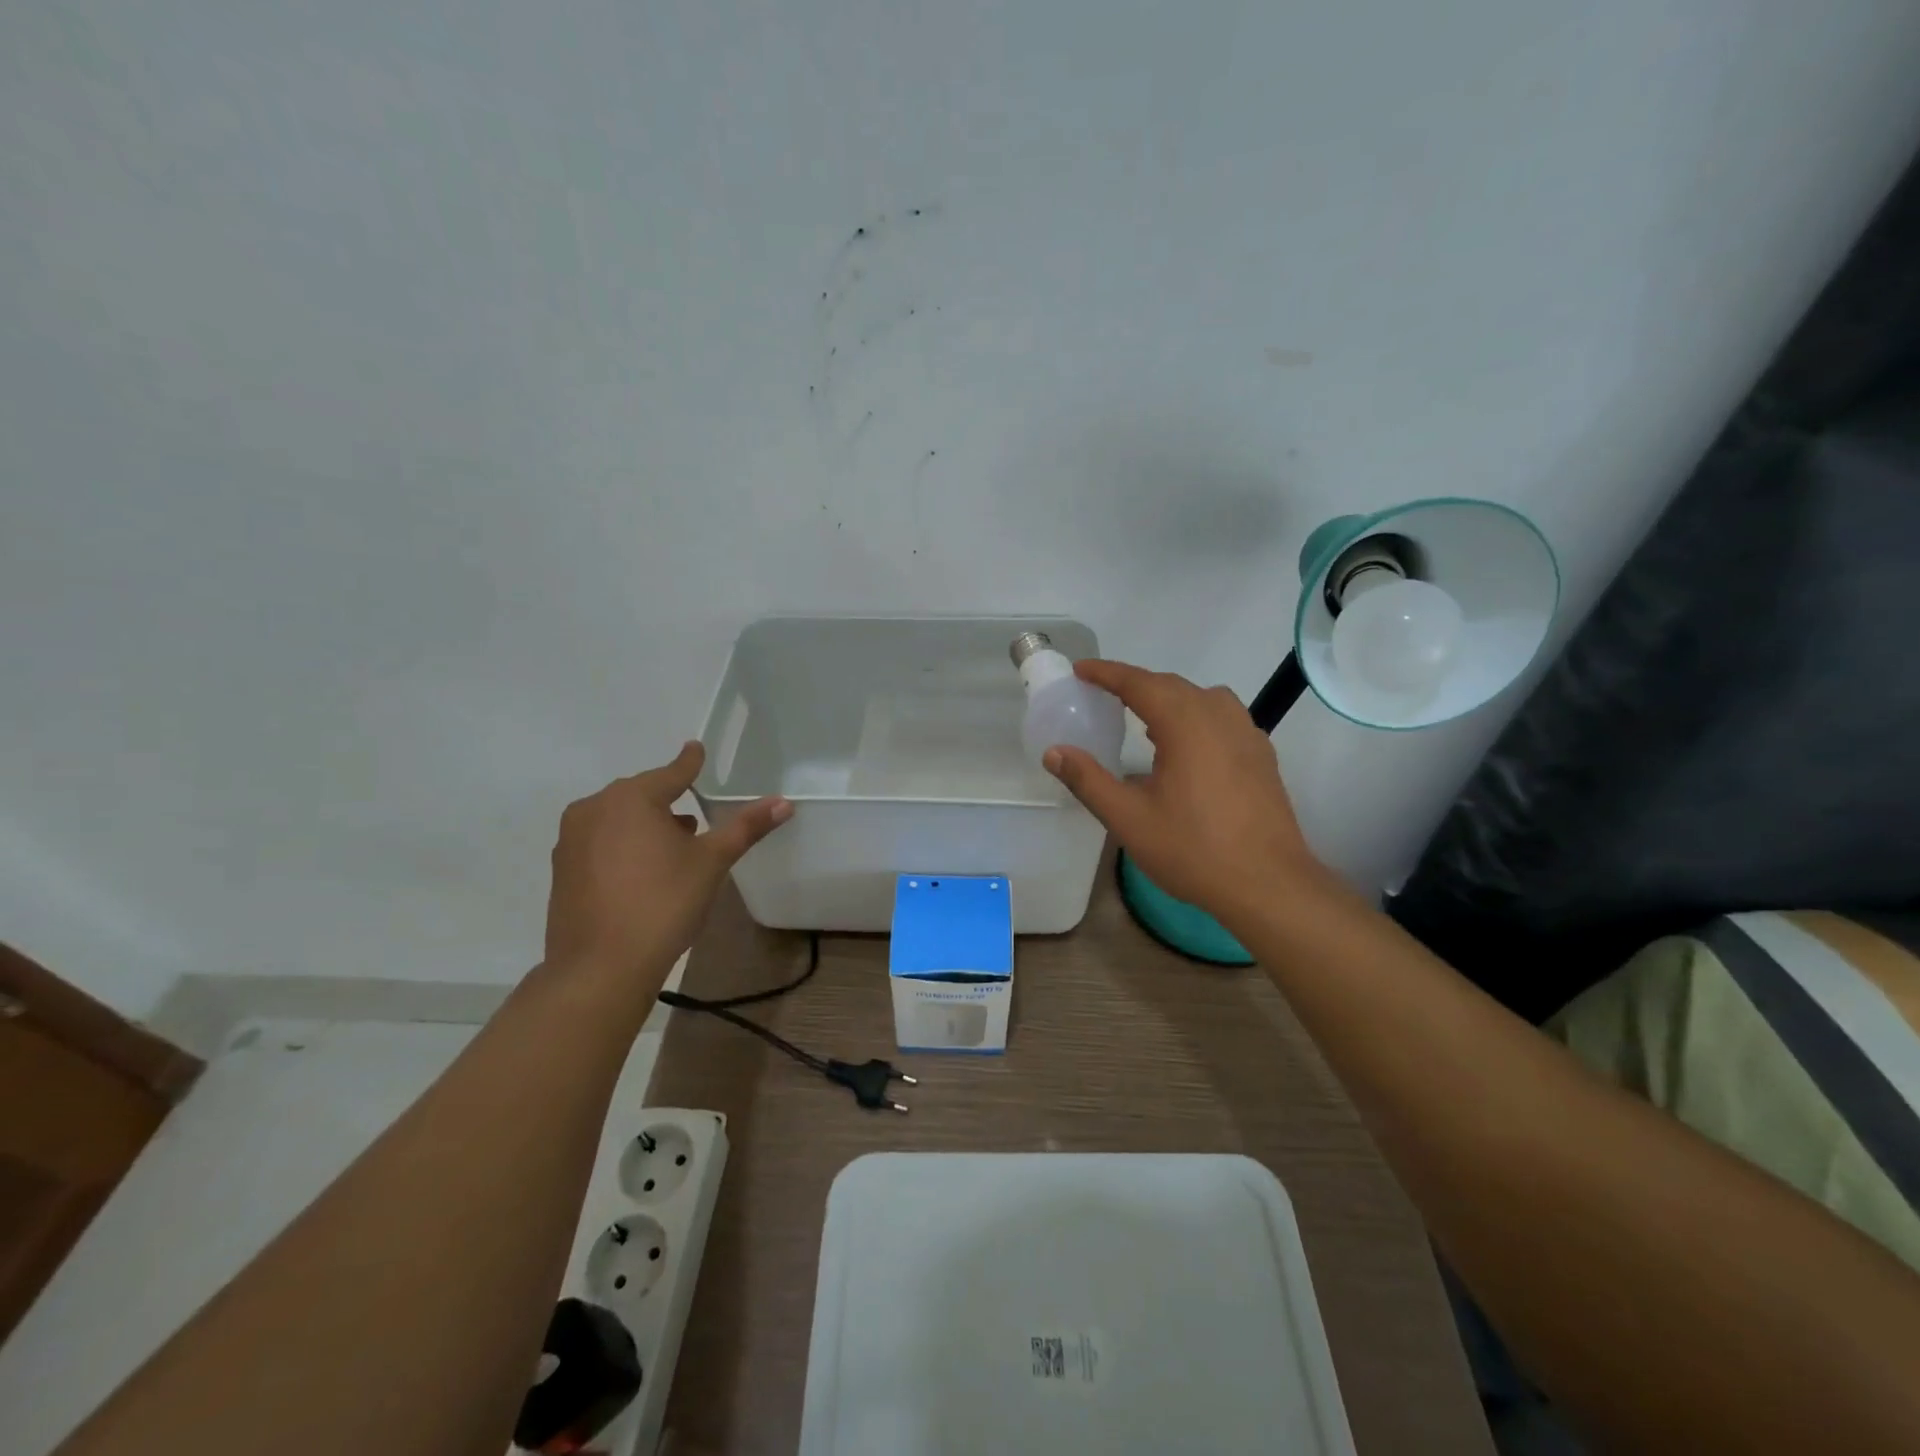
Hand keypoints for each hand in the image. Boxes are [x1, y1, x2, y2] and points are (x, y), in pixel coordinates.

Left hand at [544, 742, 791, 986]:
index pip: (671, 773)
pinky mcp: (563, 870)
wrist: (601, 967)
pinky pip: (600, 842)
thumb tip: (784, 802)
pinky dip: (623, 845)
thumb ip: (745, 828)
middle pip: (641, 795)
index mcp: (631, 798)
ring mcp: (572, 840)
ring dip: (646, 825)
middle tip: (695, 817)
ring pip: (618, 819)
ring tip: (674, 845)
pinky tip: (642, 870)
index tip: (696, 749)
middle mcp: (594, 809)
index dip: (689, 763)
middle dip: (668, 801)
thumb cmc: (663, 903)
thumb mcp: (711, 862)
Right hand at [1042, 660, 1322, 918]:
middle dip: (1135, 684)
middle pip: (1171, 685)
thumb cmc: (1193, 850)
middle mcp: (1219, 716)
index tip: (1080, 671)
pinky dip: (1195, 716)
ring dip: (1168, 698)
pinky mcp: (1261, 754)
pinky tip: (1186, 745)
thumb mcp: (1129, 819)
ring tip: (1143, 717)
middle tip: (1103, 694)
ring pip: (1201, 698)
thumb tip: (1054, 753)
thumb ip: (1088, 781)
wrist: (1267, 884)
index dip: (1107, 673)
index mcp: (1186, 723)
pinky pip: (1222, 717)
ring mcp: (1246, 734)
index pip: (1139, 682)